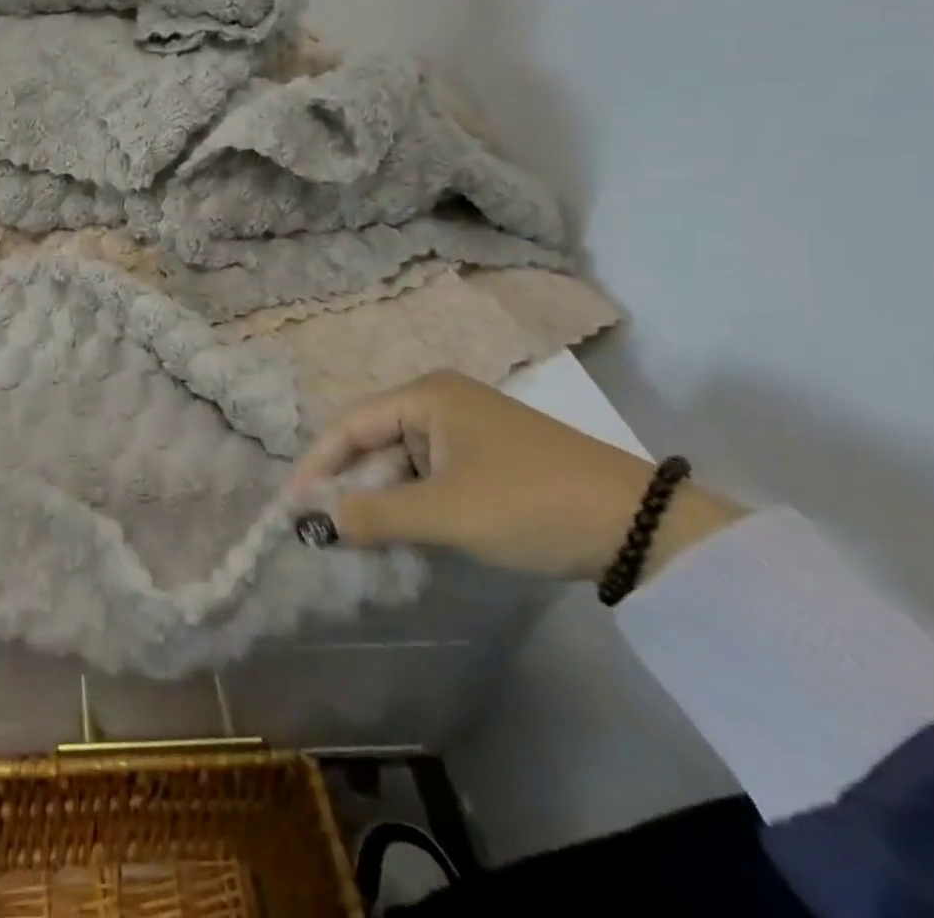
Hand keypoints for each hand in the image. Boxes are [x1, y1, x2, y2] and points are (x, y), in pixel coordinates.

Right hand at [288, 372, 741, 584]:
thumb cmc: (529, 503)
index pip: (349, 425)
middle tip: (324, 528)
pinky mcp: (489, 458)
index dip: (316, 464)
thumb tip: (314, 522)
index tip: (291, 505)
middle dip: (349, 484)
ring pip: (402, 462)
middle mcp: (440, 401)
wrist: (643, 526)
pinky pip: (431, 476)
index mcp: (425, 395)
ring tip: (360, 538)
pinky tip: (405, 533)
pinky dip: (413, 503)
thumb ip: (374, 515)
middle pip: (373, 441)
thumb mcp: (446, 513)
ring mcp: (467, 429)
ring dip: (381, 498)